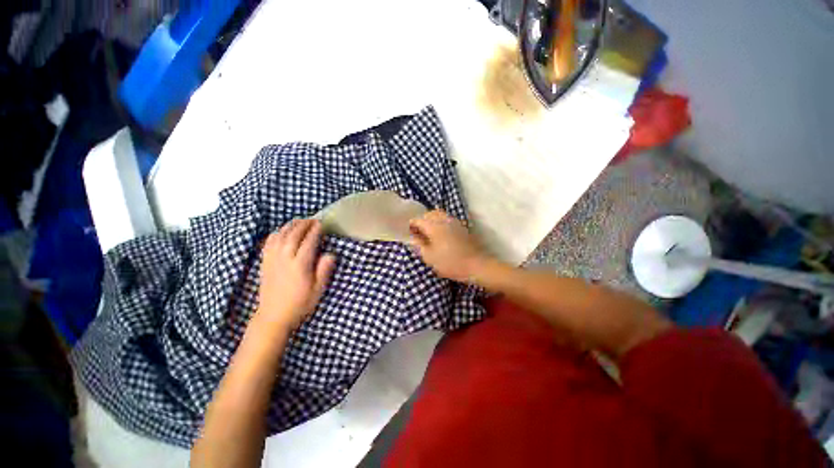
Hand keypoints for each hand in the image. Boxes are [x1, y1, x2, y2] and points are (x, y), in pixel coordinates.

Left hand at [257, 219, 335, 332]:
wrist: (273, 316)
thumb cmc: (300, 303)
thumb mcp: (318, 289)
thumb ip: (324, 270)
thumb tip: (330, 254)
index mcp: (300, 265)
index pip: (308, 241)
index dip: (315, 230)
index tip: (321, 223)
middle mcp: (285, 258)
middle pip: (293, 234)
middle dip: (303, 224)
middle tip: (312, 219)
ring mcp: (272, 259)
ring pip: (280, 235)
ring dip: (290, 225)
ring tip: (299, 221)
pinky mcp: (265, 262)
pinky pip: (269, 242)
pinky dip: (276, 233)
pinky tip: (281, 231)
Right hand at [409, 210, 491, 282]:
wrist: (476, 265)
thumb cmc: (451, 263)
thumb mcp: (430, 257)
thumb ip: (419, 246)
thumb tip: (413, 238)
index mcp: (434, 226)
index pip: (418, 219)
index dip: (411, 225)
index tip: (409, 234)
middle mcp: (444, 220)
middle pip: (429, 214)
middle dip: (421, 220)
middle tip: (418, 233)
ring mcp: (454, 222)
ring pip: (439, 214)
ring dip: (431, 220)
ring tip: (429, 233)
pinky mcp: (461, 226)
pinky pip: (447, 219)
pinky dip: (440, 222)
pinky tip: (440, 234)